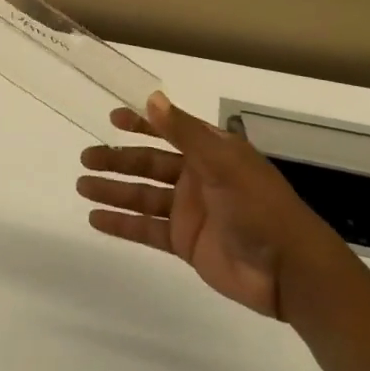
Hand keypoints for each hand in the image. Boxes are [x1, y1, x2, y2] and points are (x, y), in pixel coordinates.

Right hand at [77, 92, 337, 317]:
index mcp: (210, 152)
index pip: (169, 130)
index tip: (112, 118)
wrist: (288, 270)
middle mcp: (197, 177)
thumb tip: (151, 99)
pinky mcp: (185, 242)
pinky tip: (96, 219)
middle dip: (117, 160)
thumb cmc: (258, 206)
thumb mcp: (222, 162)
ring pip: (143, 196)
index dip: (142, 123)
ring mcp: (189, 211)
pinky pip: (146, 229)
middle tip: (85, 158)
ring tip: (81, 186)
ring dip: (113, 190)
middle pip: (149, 164)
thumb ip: (184, 133)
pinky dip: (121, 224)